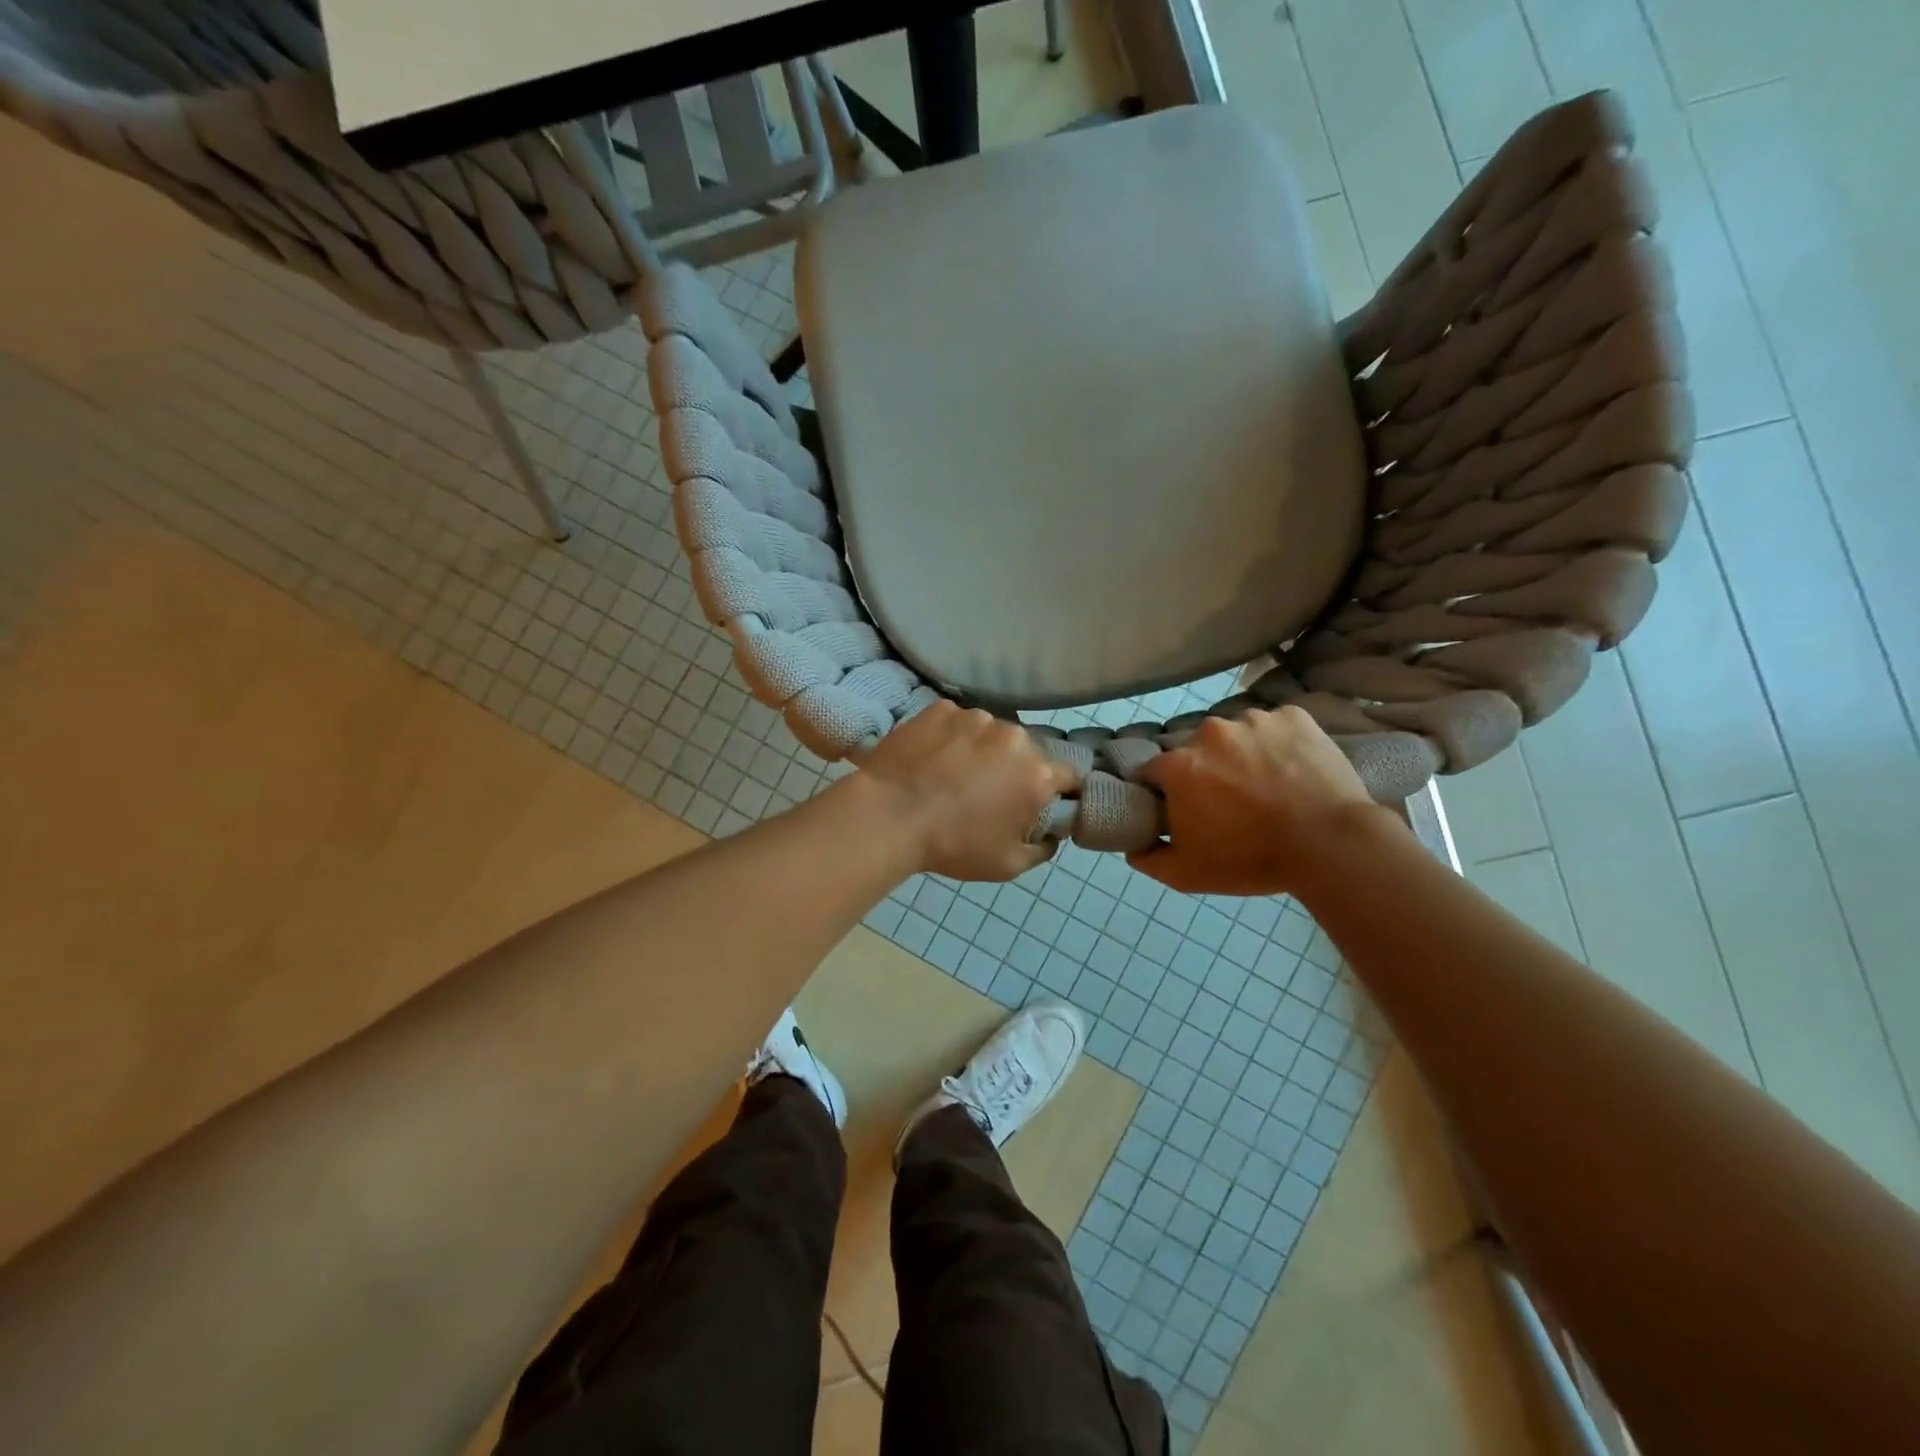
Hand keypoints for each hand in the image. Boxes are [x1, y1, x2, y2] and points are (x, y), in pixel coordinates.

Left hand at [857, 701, 1078, 880]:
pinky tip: (930, 758)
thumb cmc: (953, 845)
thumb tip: (1050, 835)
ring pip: (990, 733)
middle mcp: (1014, 737)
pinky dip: (950, 737)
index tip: (1037, 803)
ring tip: (952, 773)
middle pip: (1026, 751)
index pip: (1068, 775)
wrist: (889, 817)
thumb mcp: (1007, 865)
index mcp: (1038, 774)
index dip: (1057, 791)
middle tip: (986, 792)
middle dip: (1014, 769)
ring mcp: (976, 717)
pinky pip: (956, 722)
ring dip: (982, 750)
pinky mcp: (941, 708)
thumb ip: (1041, 850)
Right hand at [1129, 707, 1398, 896]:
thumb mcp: (1187, 874)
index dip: (1164, 793)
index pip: (1153, 772)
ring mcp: (1253, 720)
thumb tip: (1132, 846)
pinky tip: (1293, 769)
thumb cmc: (1252, 859)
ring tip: (1267, 786)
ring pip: (1236, 736)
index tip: (1182, 810)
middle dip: (1205, 771)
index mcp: (1178, 765)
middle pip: (1196, 751)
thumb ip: (1148, 859)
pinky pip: (1275, 726)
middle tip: (1230, 802)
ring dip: (1242, 755)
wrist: (1330, 844)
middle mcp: (1209, 732)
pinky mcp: (1293, 716)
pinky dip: (1278, 743)